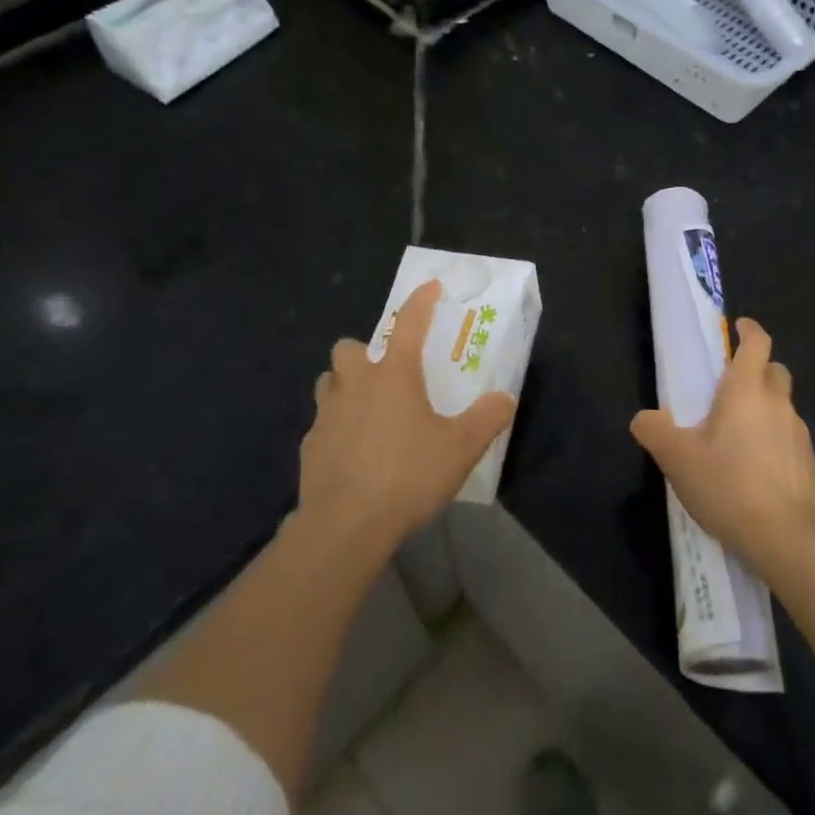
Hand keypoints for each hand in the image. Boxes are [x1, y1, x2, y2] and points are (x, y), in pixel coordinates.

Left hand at [299, 280, 516, 555]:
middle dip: (365, 352)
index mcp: (393, 374)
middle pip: (349, 347)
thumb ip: (487, 418)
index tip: (431, 287)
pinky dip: (337, 428)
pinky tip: (354, 453)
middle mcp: (355, 384)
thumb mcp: (461, 448)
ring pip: (330, 382)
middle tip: (387, 374)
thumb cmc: (407, 475)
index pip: (408, 322)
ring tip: (368, 410)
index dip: (421, 301)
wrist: (344, 527)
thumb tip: (504, 398)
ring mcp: (326, 414)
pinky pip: (323, 423)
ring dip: (346, 386)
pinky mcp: (309, 446)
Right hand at [631, 318, 814, 583]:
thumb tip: (643, 418)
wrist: (784, 538)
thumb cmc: (727, 485)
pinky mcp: (810, 462)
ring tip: (740, 436)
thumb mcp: (677, 459)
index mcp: (746, 390)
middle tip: (732, 387)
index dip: (749, 330)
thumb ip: (654, 431)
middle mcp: (778, 403)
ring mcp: (799, 433)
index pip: (757, 343)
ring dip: (766, 408)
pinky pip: (791, 437)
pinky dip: (776, 440)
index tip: (738, 328)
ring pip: (783, 406)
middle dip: (758, 369)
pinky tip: (758, 469)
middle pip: (775, 370)